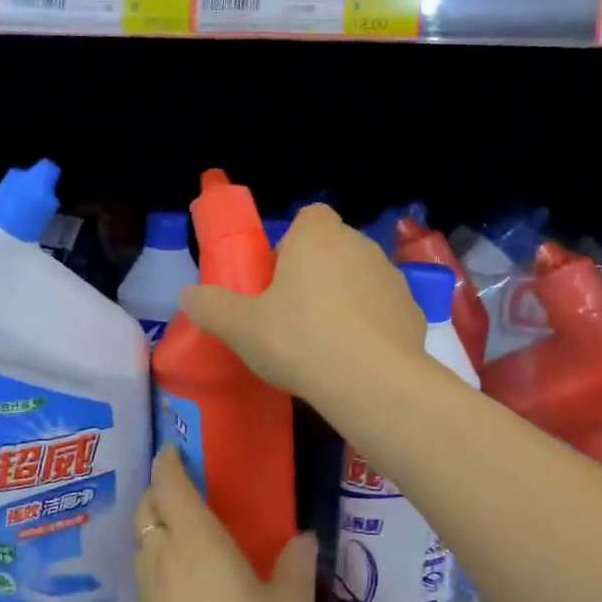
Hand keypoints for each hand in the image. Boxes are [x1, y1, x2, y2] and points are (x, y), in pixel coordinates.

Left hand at [132, 446, 316, 601]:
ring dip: (154, 522)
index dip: (168, 462)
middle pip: (147, 506)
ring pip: (141, 537)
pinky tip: (175, 571)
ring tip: (177, 527)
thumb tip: (304, 537)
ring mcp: (148, 583)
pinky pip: (143, 566)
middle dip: (158, 490)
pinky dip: (154, 553)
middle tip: (179, 488)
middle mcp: (164, 551)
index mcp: (197, 537)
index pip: (170, 484)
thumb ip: (295, 567)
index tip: (172, 449)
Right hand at [179, 203, 426, 402]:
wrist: (372, 383)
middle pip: (333, 249)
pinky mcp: (413, 312)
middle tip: (292, 315)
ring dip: (344, 299)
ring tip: (324, 343)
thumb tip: (188, 295)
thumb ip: (210, 306)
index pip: (308, 218)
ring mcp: (392, 278)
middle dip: (315, 273)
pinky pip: (383, 311)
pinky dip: (370, 326)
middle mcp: (360, 245)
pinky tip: (354, 360)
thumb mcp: (239, 327)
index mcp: (318, 236)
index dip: (291, 244)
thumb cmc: (299, 340)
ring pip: (360, 279)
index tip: (277, 279)